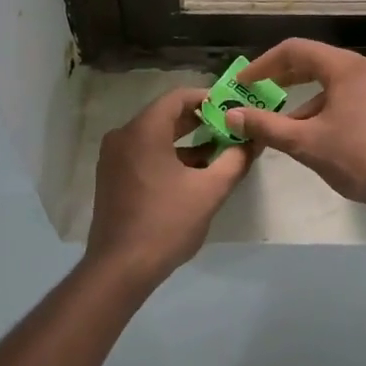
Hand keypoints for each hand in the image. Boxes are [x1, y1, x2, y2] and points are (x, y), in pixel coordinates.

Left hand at [86, 87, 254, 282]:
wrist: (120, 268)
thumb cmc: (166, 223)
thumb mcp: (209, 191)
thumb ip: (235, 160)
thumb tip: (253, 141)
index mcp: (143, 131)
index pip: (177, 97)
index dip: (207, 99)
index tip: (233, 108)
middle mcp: (123, 136)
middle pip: (165, 115)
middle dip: (200, 121)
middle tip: (231, 128)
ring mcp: (113, 157)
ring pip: (155, 136)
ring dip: (186, 141)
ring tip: (219, 152)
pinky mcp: (112, 177)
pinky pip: (144, 153)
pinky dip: (168, 156)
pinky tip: (194, 173)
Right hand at [225, 39, 365, 223]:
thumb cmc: (361, 159)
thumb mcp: (306, 143)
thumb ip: (266, 126)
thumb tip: (231, 115)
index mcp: (346, 67)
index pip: (294, 50)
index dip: (262, 65)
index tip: (241, 84)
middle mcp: (365, 68)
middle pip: (315, 62)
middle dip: (282, 78)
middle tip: (256, 95)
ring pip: (332, 82)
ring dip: (304, 99)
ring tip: (282, 125)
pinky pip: (349, 96)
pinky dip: (325, 108)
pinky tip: (316, 136)